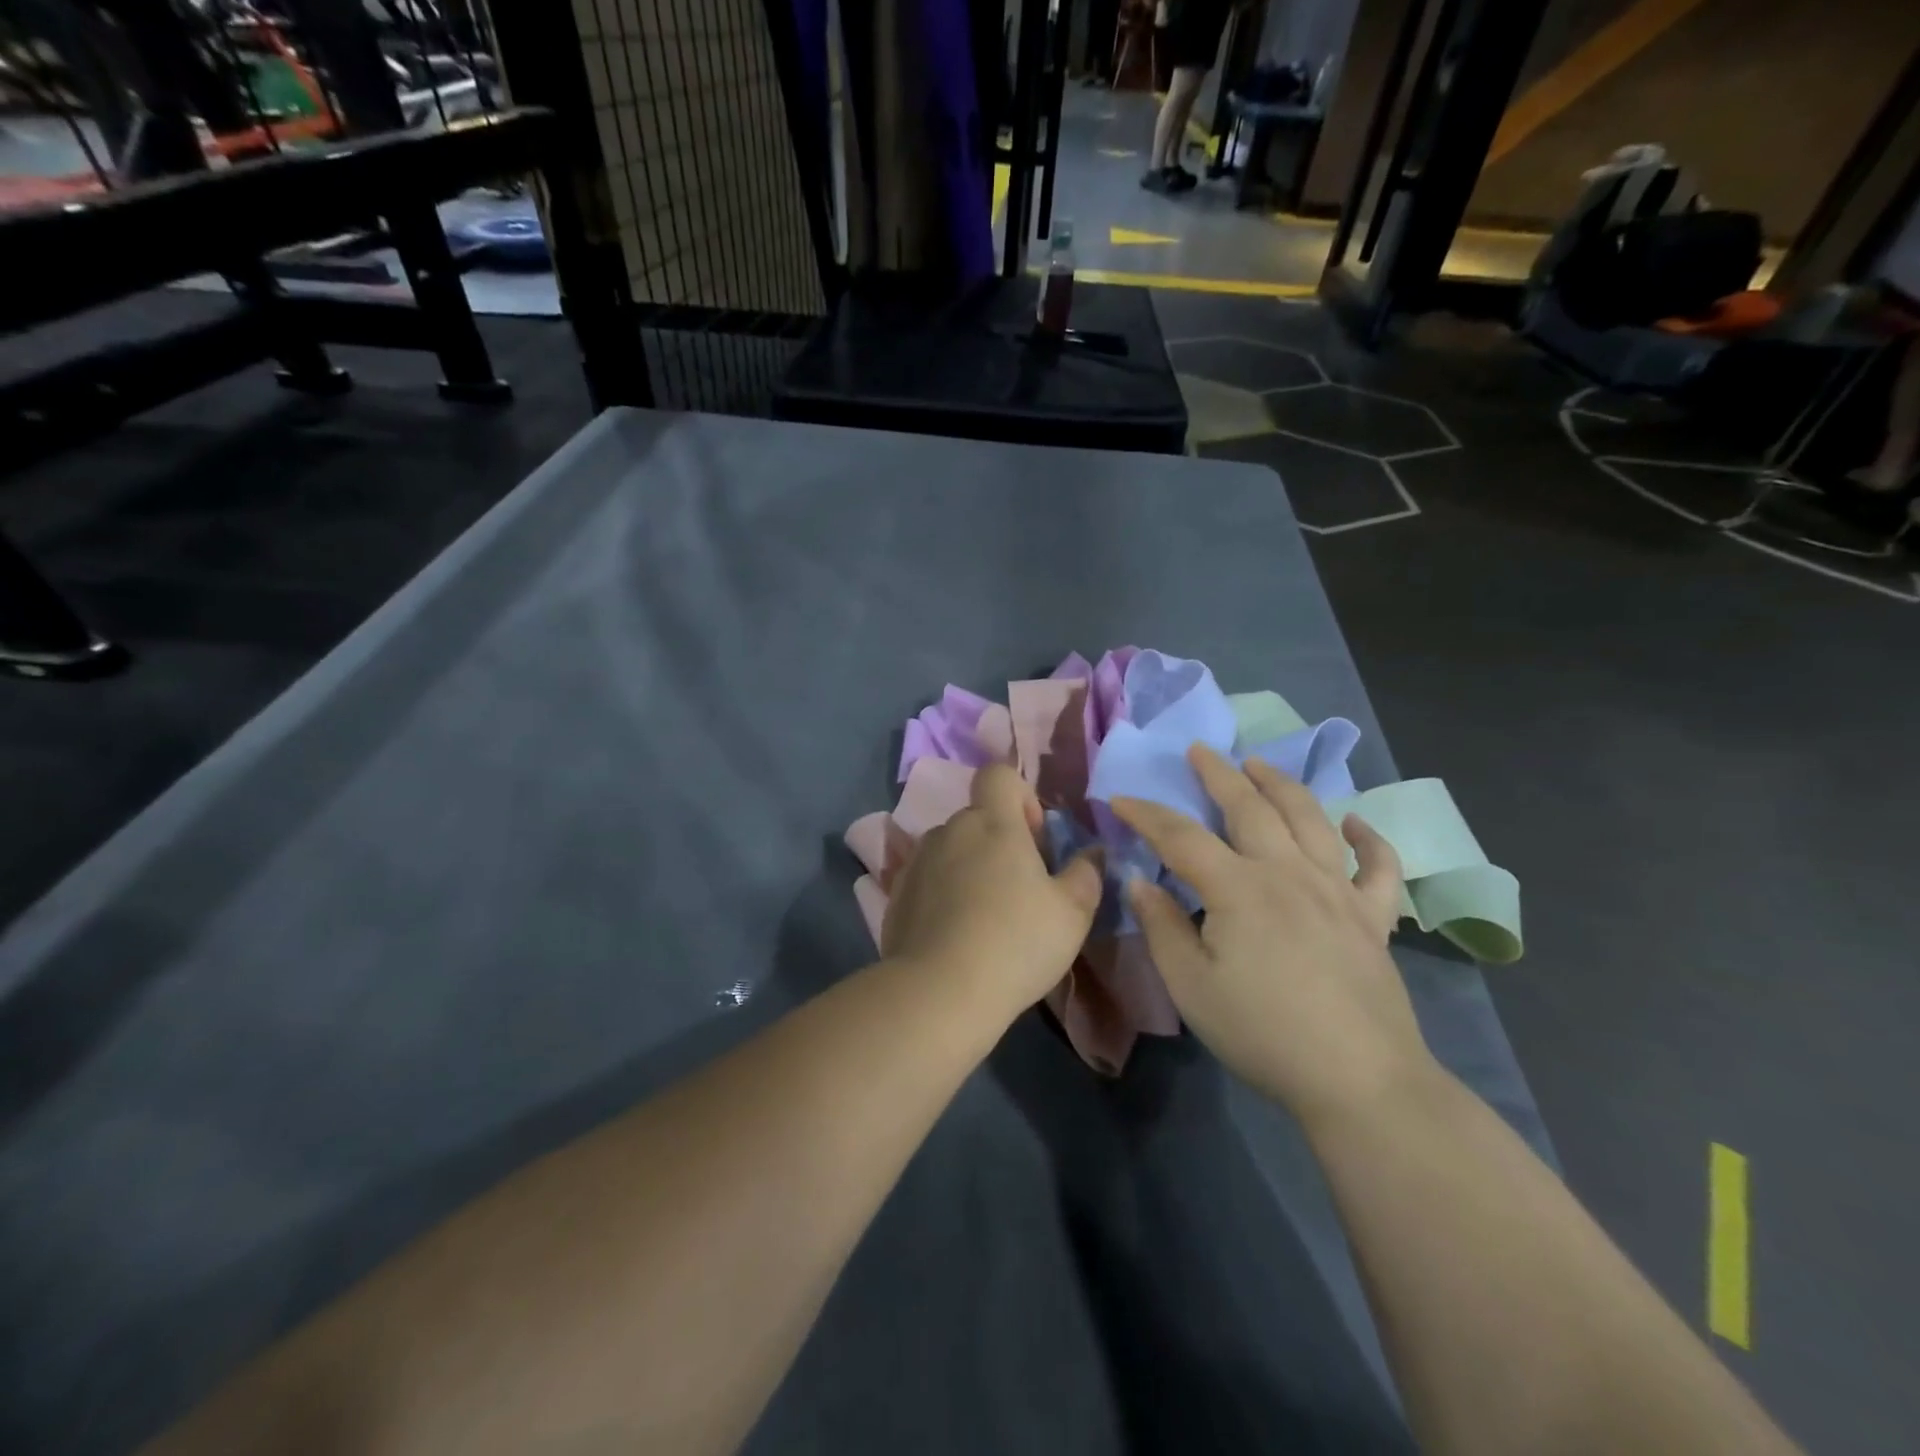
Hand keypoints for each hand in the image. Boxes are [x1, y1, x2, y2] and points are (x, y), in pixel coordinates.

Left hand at [882, 764, 1102, 1020]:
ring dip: (970, 867)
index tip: (1034, 840)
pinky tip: (956, 935)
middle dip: (1000, 842)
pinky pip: (929, 879)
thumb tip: (1092, 853)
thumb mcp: (1072, 913)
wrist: (939, 992)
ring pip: (952, 849)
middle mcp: (950, 830)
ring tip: (985, 917)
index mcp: (992, 823)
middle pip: (978, 817)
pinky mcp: (897, 894)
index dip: (1020, 796)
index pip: (998, 774)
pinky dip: (944, 894)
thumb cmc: (1016, 943)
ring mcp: (918, 861)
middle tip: (1019, 890)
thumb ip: (1086, 873)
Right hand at [1112, 745, 1431, 1119]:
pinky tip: (1354, 823)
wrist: (1359, 1080)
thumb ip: (1162, 928)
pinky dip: (1368, 839)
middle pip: (1250, 808)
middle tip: (1200, 751)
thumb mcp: (1191, 987)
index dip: (1146, 814)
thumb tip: (1140, 881)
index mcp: (1239, 889)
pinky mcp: (1374, 918)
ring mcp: (1338, 891)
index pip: (1181, 836)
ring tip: (1261, 764)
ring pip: (1310, 819)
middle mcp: (1289, 873)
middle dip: (1219, 775)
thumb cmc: (1263, 1033)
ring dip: (1282, 785)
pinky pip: (1378, 867)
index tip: (1120, 798)